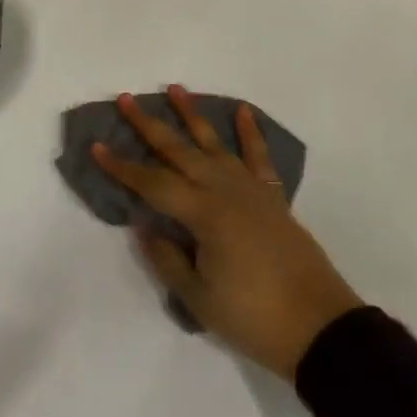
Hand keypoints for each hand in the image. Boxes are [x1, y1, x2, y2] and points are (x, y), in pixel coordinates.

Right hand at [93, 85, 362, 379]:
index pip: (152, 183)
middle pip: (179, 150)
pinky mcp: (272, 197)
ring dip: (192, 115)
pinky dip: (250, 132)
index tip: (97, 146)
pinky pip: (258, 156)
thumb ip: (167, 258)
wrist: (319, 327)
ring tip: (175, 89)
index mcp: (203, 213)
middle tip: (126, 99)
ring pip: (214, 143)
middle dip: (149, 125)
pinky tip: (242, 111)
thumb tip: (144, 225)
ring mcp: (251, 189)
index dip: (122, 167)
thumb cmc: (253, 317)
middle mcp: (224, 190)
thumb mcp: (198, 298)